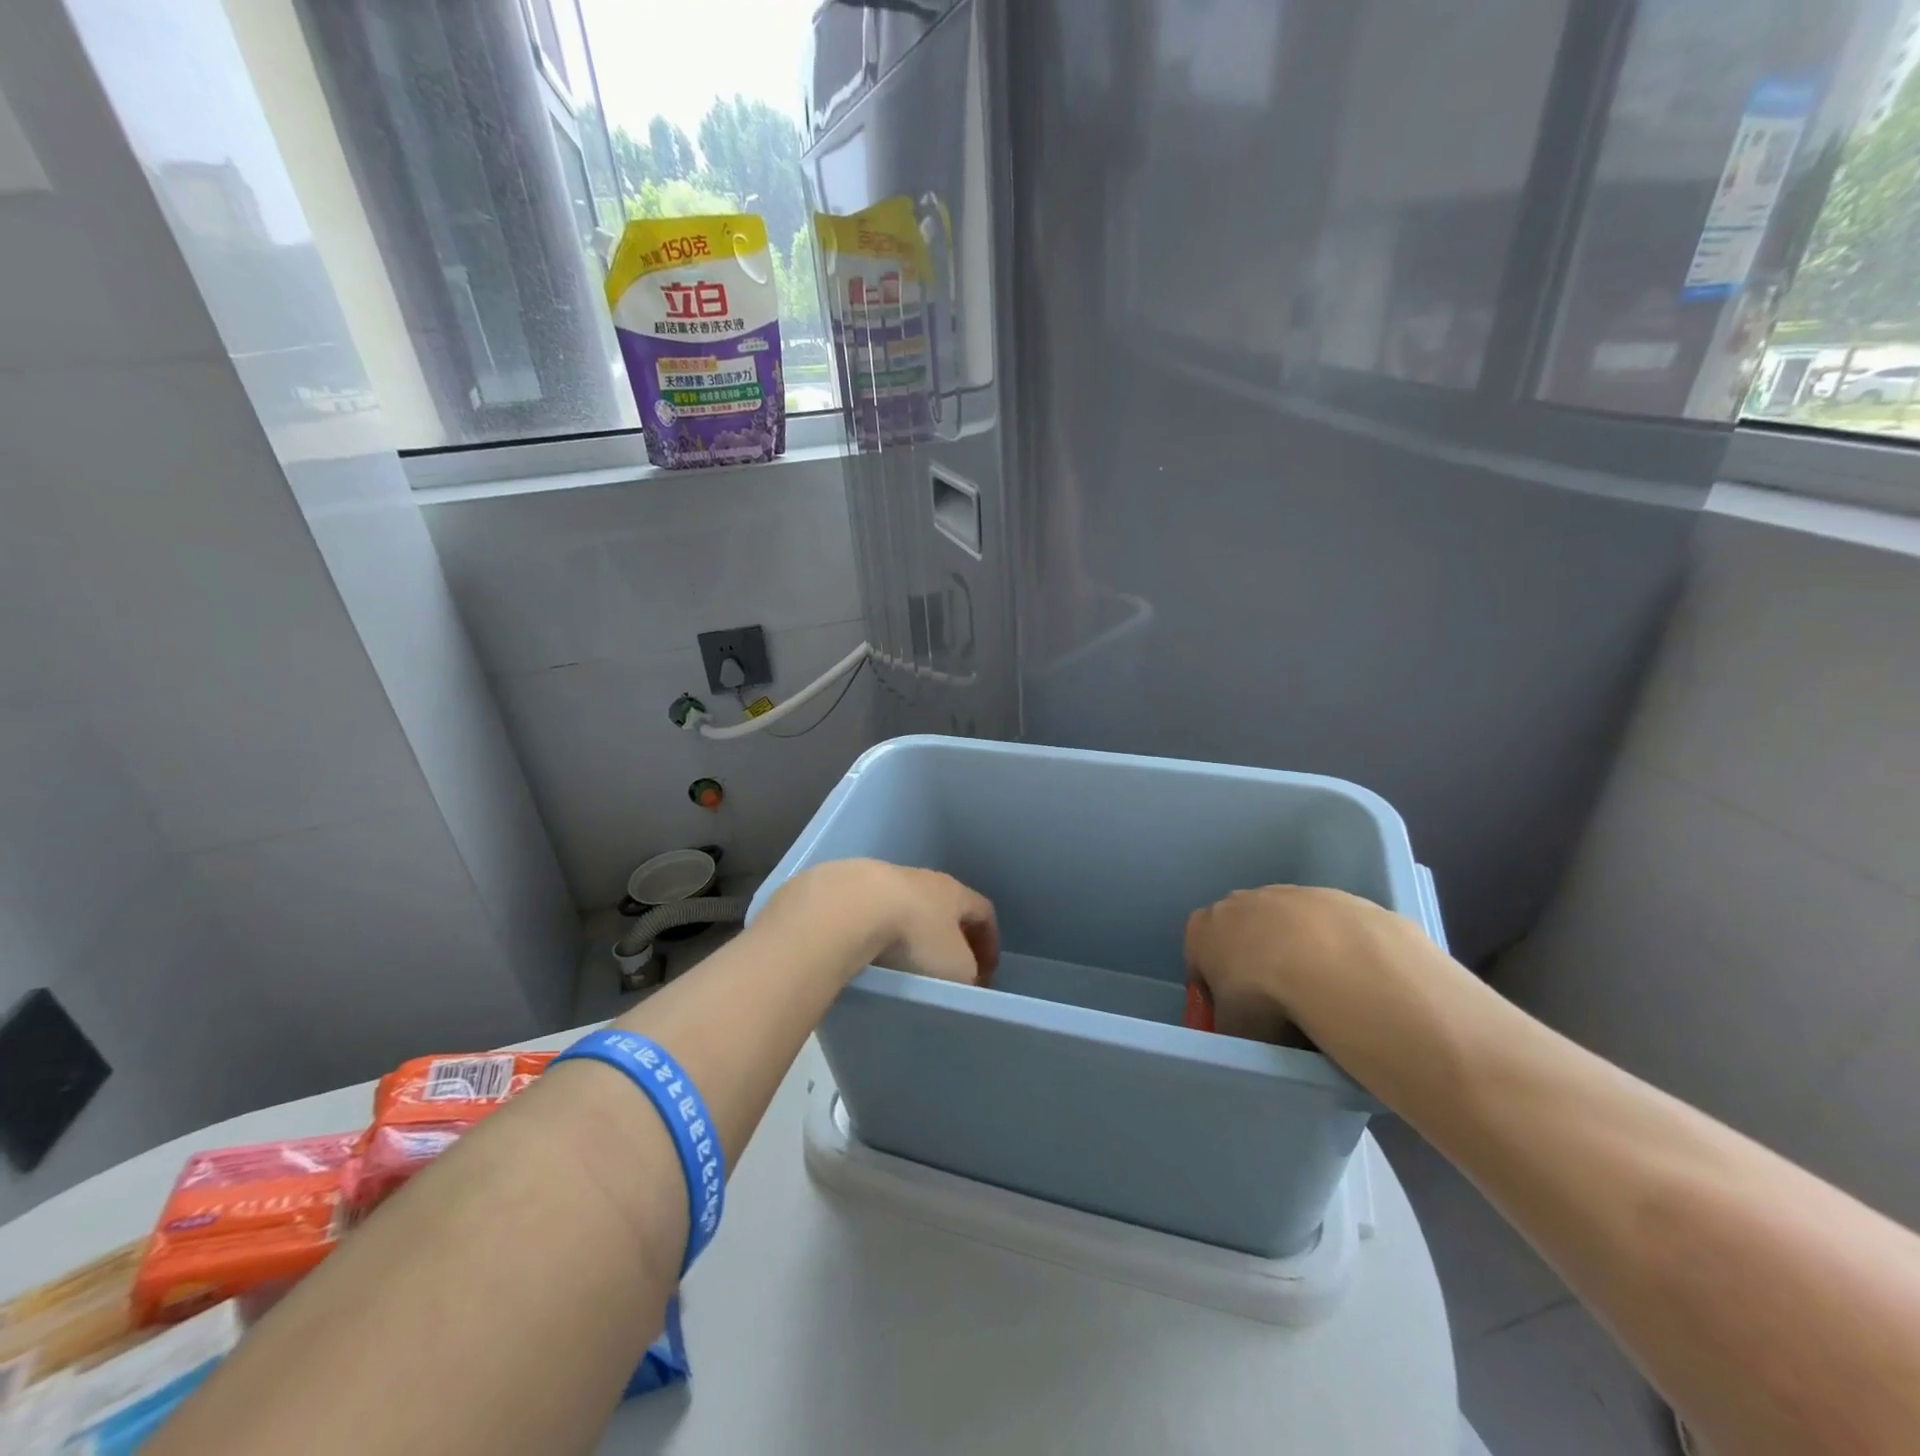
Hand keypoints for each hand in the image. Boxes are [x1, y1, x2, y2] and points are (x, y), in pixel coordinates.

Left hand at [764, 859, 998, 986]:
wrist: (850, 908)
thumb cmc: (915, 937)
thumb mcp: (956, 968)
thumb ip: (968, 973)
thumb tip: (964, 977)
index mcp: (955, 892)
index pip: (984, 912)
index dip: (989, 943)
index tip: (986, 974)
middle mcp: (924, 879)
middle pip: (945, 907)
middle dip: (949, 937)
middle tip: (946, 970)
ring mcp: (884, 880)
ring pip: (907, 908)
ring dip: (910, 934)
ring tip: (902, 964)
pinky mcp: (850, 890)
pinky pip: (873, 914)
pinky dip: (877, 934)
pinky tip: (869, 956)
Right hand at [1185, 885, 1431, 1043]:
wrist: (1326, 961)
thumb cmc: (1261, 996)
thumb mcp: (1231, 1027)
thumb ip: (1227, 1022)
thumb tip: (1238, 1027)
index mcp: (1200, 930)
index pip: (1198, 960)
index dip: (1214, 989)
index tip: (1235, 1012)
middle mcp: (1233, 902)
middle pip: (1238, 935)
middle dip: (1251, 962)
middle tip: (1274, 1000)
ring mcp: (1280, 893)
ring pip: (1279, 925)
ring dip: (1290, 950)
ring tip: (1314, 989)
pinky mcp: (1323, 894)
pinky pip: (1318, 924)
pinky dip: (1325, 945)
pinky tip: (1341, 972)